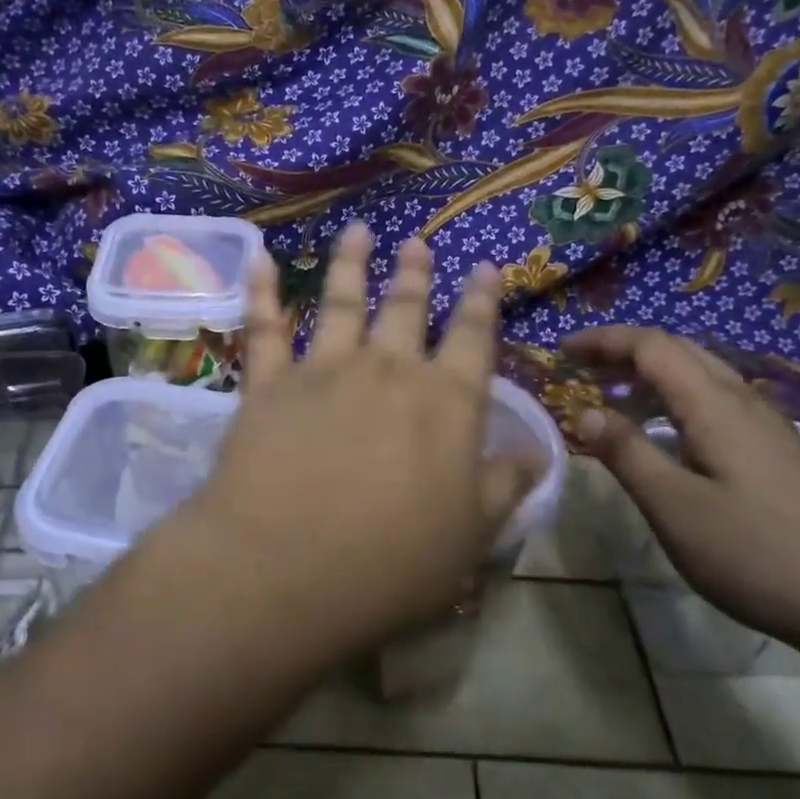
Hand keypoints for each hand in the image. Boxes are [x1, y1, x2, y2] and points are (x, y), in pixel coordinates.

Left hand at [185, 224, 537, 654]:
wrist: (287, 568)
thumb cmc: (391, 563)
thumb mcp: (470, 537)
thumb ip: (504, 487)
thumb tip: (537, 454)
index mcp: (446, 403)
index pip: (475, 339)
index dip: (483, 302)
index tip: (487, 268)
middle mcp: (389, 371)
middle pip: (407, 309)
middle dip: (416, 274)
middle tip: (419, 243)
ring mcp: (325, 370)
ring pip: (343, 302)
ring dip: (352, 263)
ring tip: (358, 231)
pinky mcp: (269, 384)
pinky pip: (264, 327)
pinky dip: (263, 291)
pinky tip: (262, 259)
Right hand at [563, 326, 799, 657]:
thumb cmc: (760, 553)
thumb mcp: (675, 507)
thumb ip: (627, 454)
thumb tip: (585, 412)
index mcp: (715, 406)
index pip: (652, 346)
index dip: (604, 340)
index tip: (562, 350)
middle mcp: (746, 403)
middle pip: (681, 351)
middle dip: (627, 350)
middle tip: (584, 367)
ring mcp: (772, 428)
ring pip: (705, 376)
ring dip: (656, 373)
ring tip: (619, 395)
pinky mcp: (785, 455)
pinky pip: (722, 403)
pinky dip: (681, 398)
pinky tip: (675, 435)